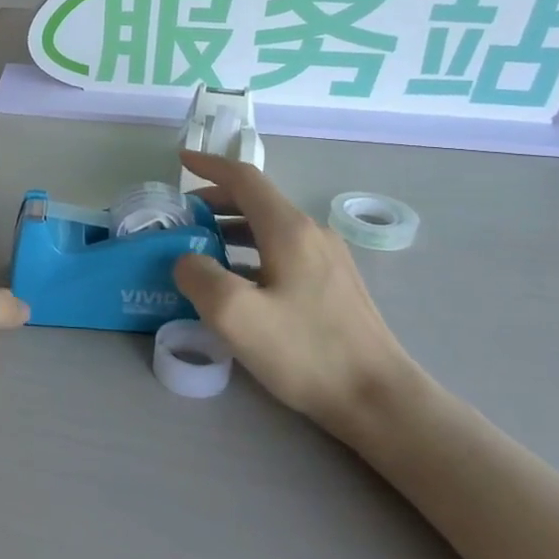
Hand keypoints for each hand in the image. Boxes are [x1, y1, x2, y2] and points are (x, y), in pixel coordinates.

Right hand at [173, 151, 425, 438]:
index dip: (210, 165)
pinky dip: (250, 252)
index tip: (181, 160)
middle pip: (257, 201)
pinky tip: (237, 282)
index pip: (245, 179)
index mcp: (288, 230)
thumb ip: (198, 275)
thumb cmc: (304, 351)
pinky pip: (282, 252)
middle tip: (181, 217)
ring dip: (231, 228)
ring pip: (269, 228)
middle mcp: (311, 234)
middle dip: (215, 201)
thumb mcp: (234, 314)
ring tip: (199, 248)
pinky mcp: (333, 285)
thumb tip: (186, 260)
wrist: (377, 398)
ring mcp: (327, 260)